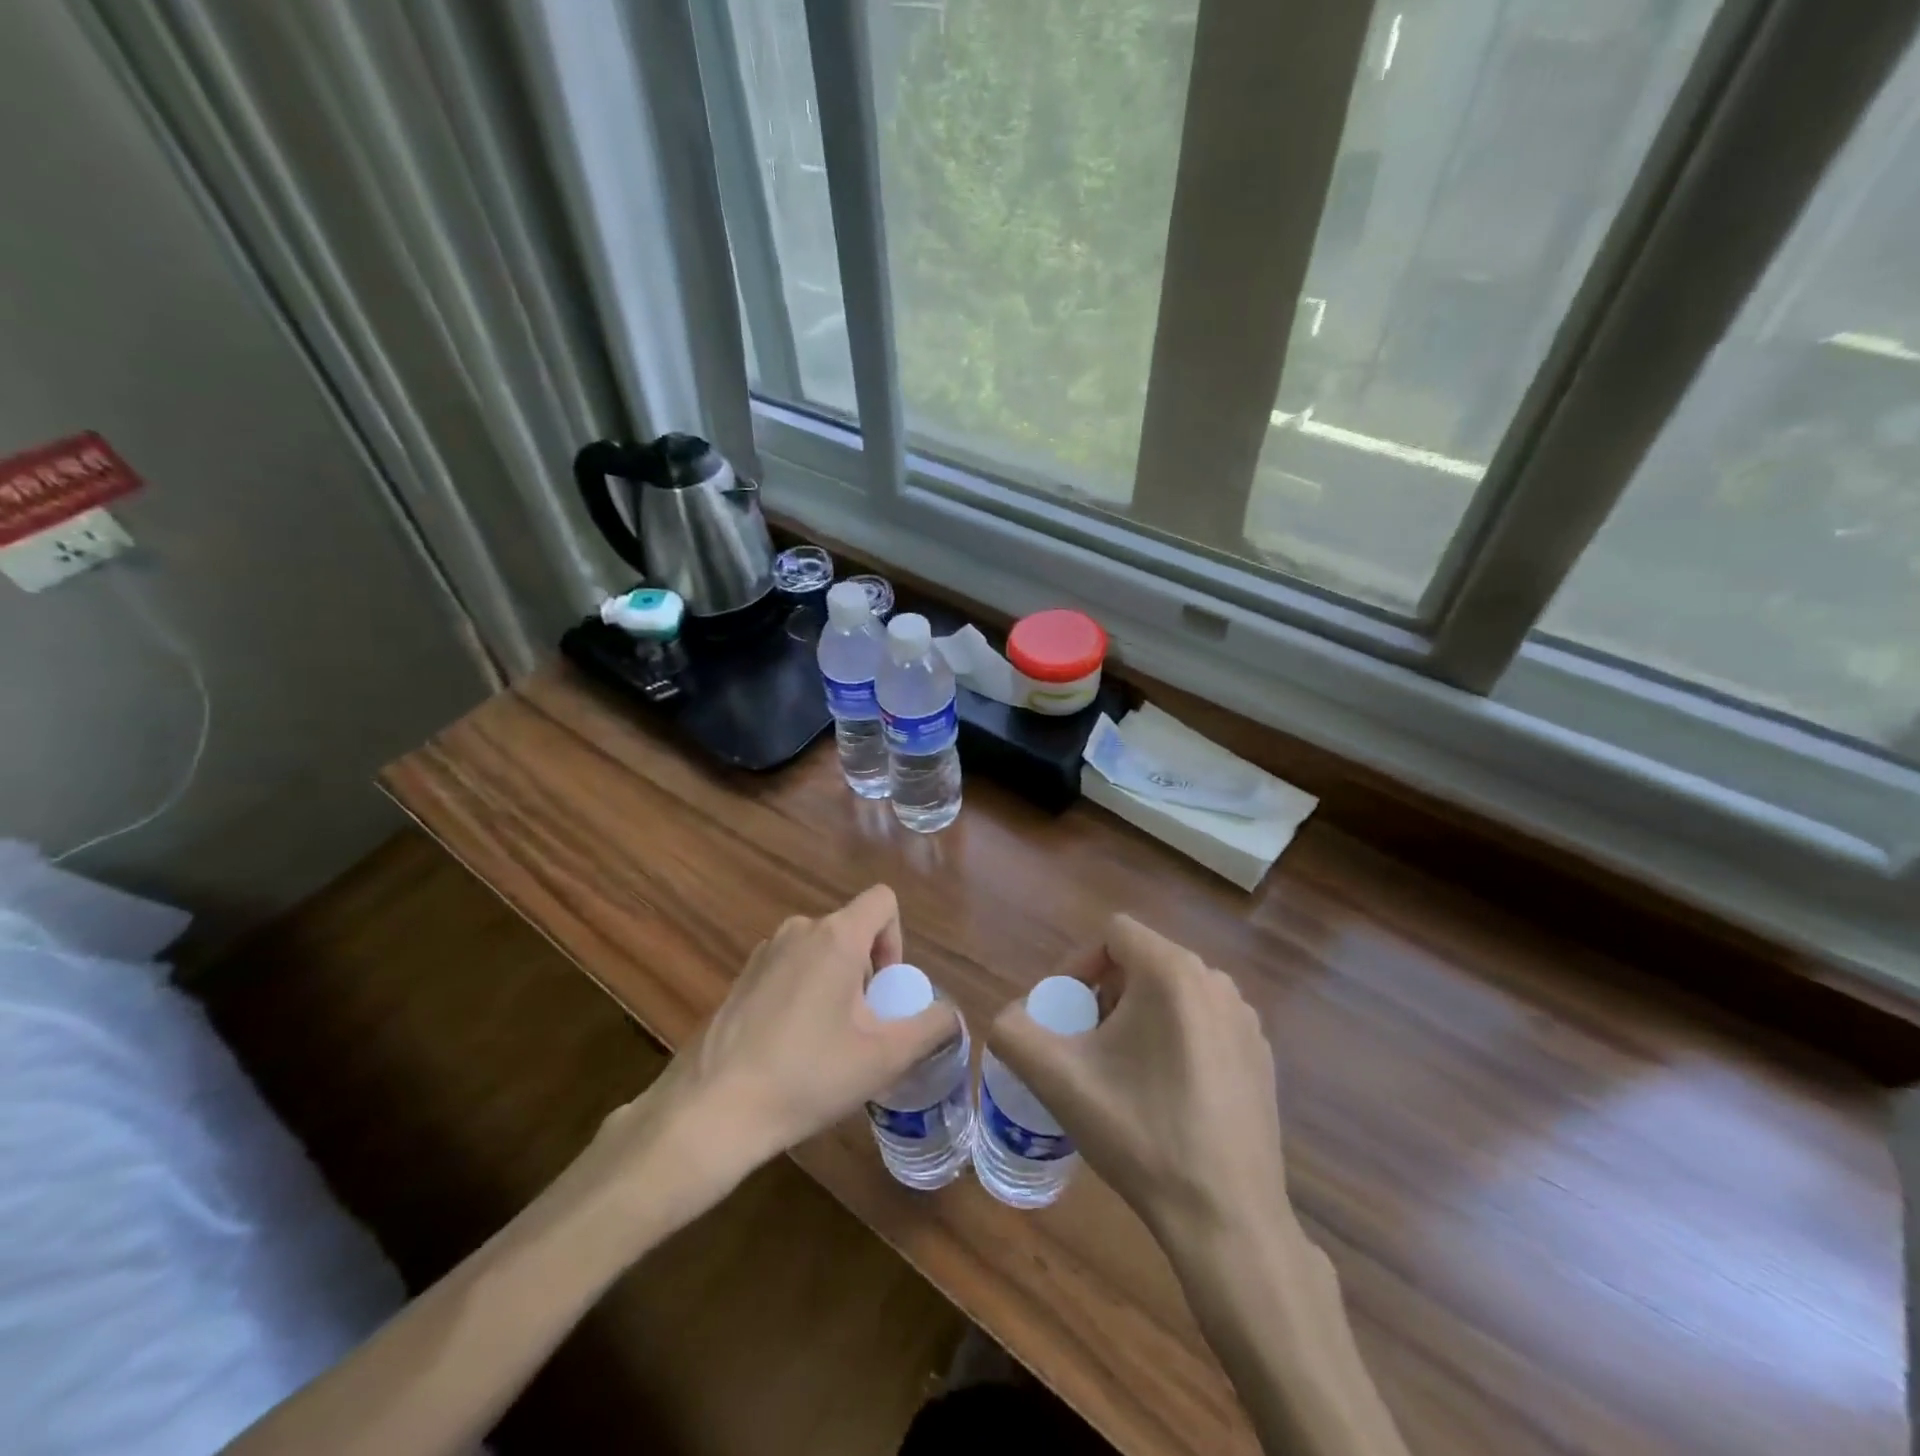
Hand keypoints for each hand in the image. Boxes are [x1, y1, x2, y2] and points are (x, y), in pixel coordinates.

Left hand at [584, 886, 957, 1220]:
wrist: (712, 1110)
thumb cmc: (807, 1076)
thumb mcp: (884, 1058)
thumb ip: (930, 1027)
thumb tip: (950, 1015)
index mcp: (835, 936)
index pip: (883, 901)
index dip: (897, 940)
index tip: (885, 991)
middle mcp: (799, 930)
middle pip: (852, 930)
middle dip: (867, 972)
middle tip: (861, 1028)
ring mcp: (764, 952)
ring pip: (820, 951)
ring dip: (836, 984)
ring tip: (827, 1042)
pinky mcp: (741, 977)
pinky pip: (790, 968)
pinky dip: (804, 993)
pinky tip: (791, 1047)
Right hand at [990, 915, 1289, 1247]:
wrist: (1226, 1219)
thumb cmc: (1140, 1135)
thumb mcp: (1057, 1080)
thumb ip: (1014, 1031)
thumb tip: (1013, 1017)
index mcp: (1173, 972)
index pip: (1113, 933)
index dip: (1077, 963)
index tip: (1064, 1014)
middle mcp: (1216, 981)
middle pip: (1142, 961)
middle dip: (1105, 993)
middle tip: (1085, 1044)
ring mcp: (1245, 1019)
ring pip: (1173, 991)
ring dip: (1138, 1015)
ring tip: (1121, 1070)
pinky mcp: (1261, 1055)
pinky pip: (1203, 1022)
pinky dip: (1175, 1038)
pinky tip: (1166, 1094)